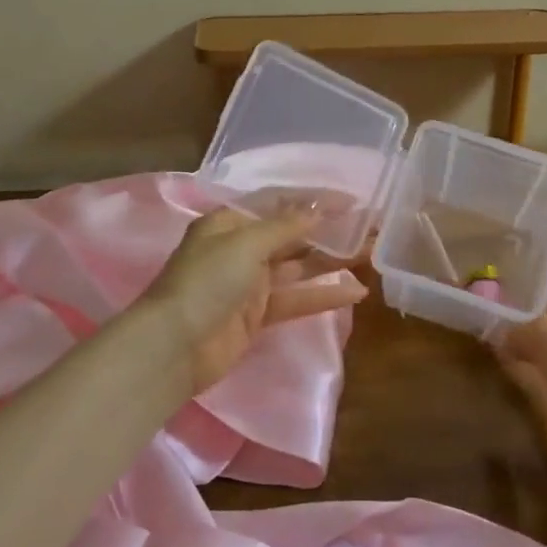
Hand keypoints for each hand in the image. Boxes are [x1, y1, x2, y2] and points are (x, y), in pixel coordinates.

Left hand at [140, 209, 368, 393]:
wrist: (174, 347)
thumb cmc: (206, 282)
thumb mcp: (245, 244)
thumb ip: (286, 226)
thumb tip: (319, 208)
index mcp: (230, 222)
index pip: (278, 202)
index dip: (314, 200)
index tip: (351, 201)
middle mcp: (241, 248)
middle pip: (292, 234)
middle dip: (330, 231)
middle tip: (370, 228)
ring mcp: (250, 283)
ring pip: (299, 266)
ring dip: (333, 261)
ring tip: (372, 254)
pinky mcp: (258, 315)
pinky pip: (296, 299)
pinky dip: (324, 295)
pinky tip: (356, 291)